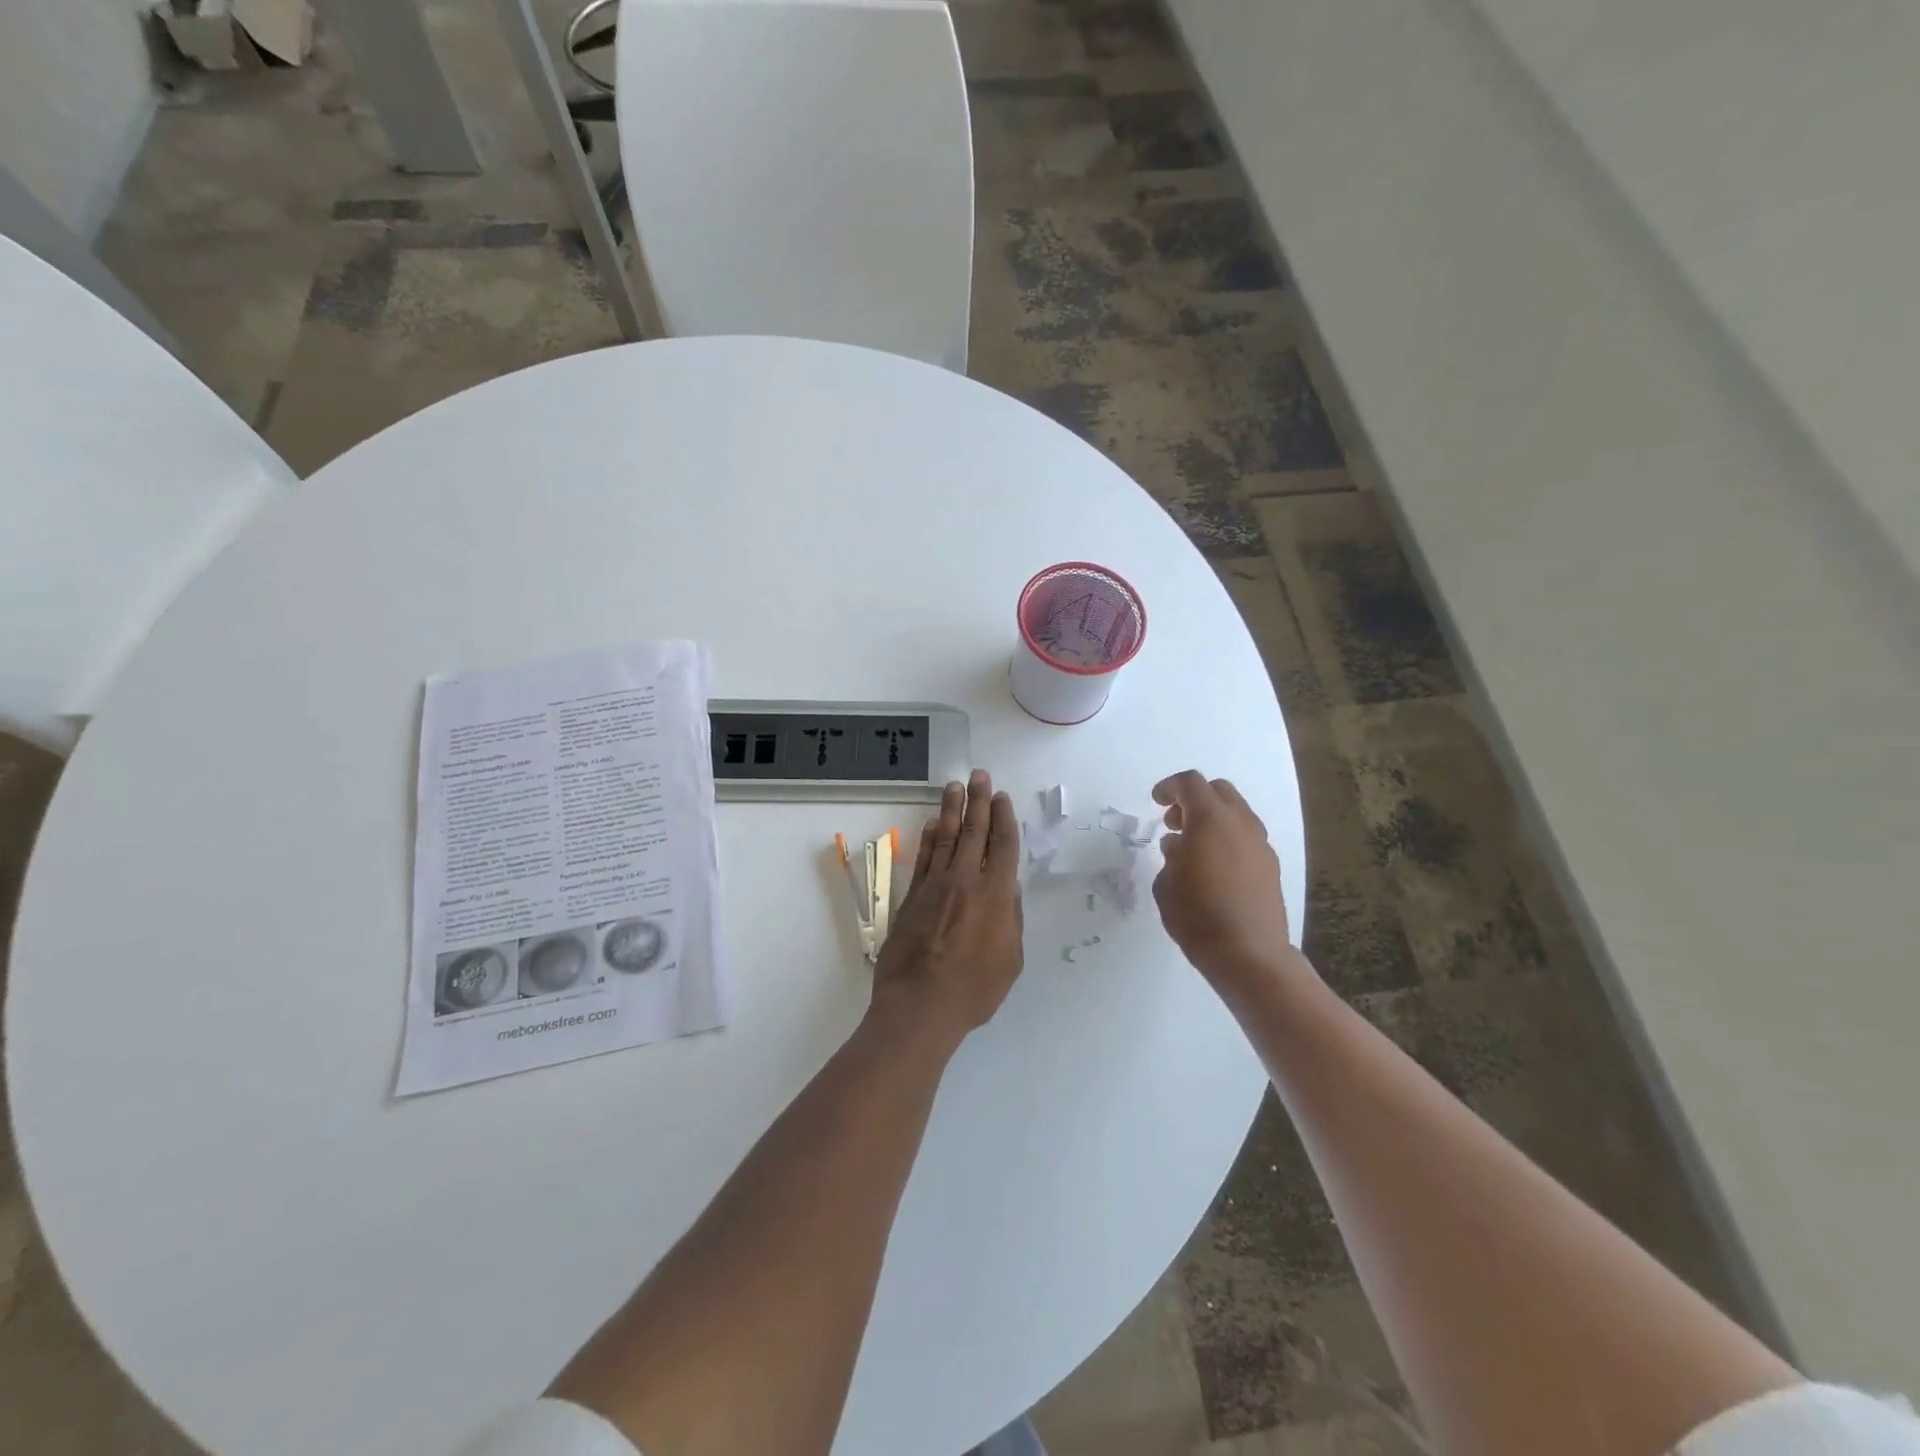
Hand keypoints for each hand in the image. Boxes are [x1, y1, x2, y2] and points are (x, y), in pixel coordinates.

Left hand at [872, 770, 1024, 1040]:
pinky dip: (930, 838)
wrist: (920, 1003)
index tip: (1002, 797)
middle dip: (979, 801)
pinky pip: (924, 858)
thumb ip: (1011, 920)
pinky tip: (934, 824)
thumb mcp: (1010, 960)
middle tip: (979, 775)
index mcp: (996, 895)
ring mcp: (936, 885)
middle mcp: (966, 881)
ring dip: (952, 810)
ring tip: (955, 786)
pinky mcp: (912, 896)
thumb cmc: (974, 989)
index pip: (1003, 846)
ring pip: (947, 838)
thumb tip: (1008, 889)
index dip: (1003, 818)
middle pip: (975, 832)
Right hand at [1151, 770, 1300, 996]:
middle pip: (1218, 791)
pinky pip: (1246, 837)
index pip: (1190, 783)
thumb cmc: (1197, 916)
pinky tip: (1213, 867)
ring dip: (1212, 819)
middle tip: (1174, 822)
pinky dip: (1227, 838)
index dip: (1169, 787)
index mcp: (1211, 819)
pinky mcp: (1271, 865)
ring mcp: (1260, 844)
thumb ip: (1171, 855)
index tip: (1155, 802)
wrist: (1249, 955)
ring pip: (1236, 813)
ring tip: (1192, 847)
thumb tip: (1180, 845)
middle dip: (1193, 799)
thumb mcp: (1166, 883)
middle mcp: (1240, 823)